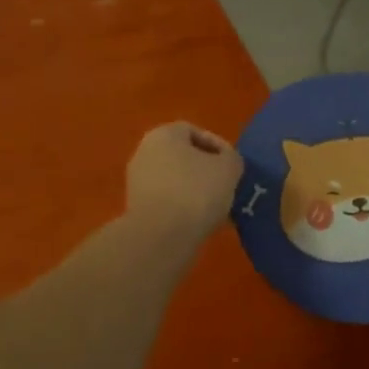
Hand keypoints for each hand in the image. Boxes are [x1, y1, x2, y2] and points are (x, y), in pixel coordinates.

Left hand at [125, 122, 243, 244]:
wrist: (162, 237)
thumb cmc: (196, 191)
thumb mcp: (229, 168)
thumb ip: (231, 158)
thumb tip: (225, 162)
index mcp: (162, 135)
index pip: (193, 131)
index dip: (217, 146)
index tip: (231, 165)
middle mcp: (144, 152)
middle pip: (182, 156)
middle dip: (205, 170)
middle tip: (226, 186)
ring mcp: (137, 181)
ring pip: (175, 180)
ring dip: (195, 191)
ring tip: (217, 208)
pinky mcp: (136, 208)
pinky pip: (167, 201)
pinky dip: (183, 208)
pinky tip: (200, 222)